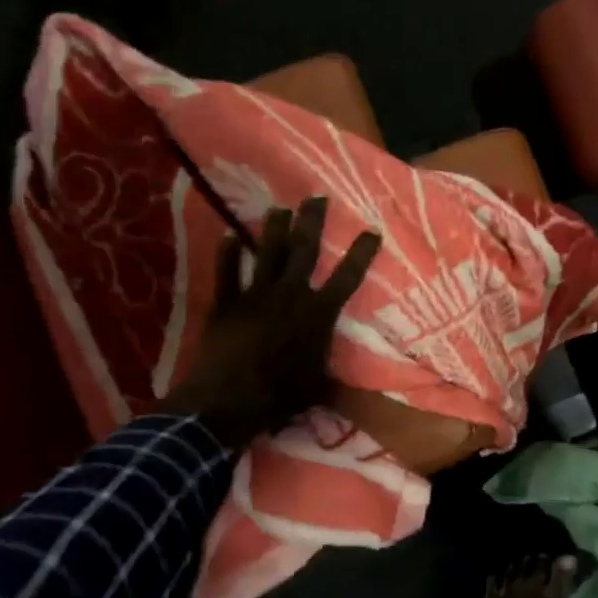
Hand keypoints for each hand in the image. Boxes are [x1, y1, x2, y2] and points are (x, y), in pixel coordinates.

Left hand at [159, 197, 381, 449]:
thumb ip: (334, 378)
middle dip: (312, 221)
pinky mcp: (225, 303)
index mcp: (318, 313)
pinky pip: (227, 272)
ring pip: (267, 253)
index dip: (361, 253)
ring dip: (273, 228)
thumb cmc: (281, 395)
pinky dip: (227, 254)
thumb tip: (355, 393)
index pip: (347, 277)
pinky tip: (229, 236)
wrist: (228, 399)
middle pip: (304, 250)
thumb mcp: (319, 388)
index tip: (371, 231)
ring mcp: (255, 295)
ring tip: (279, 208)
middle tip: (317, 197)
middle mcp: (290, 295)